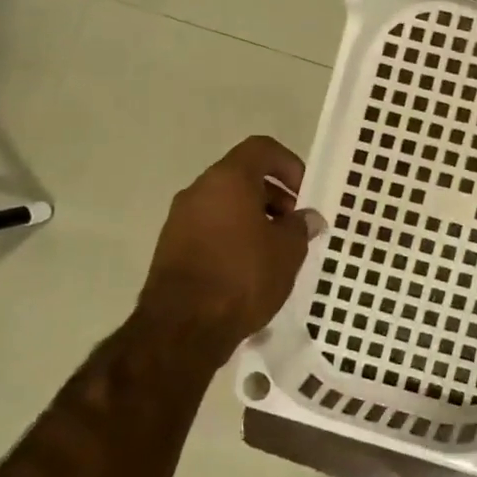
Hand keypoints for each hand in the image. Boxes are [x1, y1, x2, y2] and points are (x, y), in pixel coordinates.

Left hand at [134, 136, 322, 365]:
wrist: (183, 327)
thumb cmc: (243, 276)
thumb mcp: (288, 251)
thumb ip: (300, 227)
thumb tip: (306, 218)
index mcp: (228, 180)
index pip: (261, 149)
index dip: (288, 164)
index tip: (304, 193)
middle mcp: (199, 191)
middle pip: (242, 177)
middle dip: (273, 196)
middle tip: (294, 225)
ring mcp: (179, 219)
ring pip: (225, 204)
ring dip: (253, 218)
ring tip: (276, 250)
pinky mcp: (170, 247)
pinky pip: (210, 228)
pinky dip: (233, 236)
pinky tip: (250, 267)